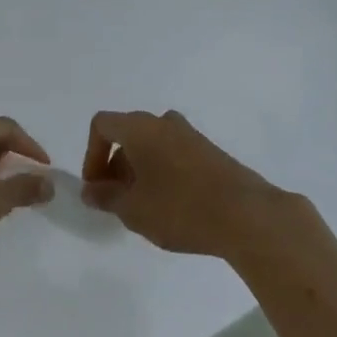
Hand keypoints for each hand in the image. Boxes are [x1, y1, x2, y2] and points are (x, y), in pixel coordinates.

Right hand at [81, 109, 290, 257]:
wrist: (245, 214)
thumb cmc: (179, 207)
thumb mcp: (133, 209)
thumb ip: (106, 197)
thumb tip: (91, 191)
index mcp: (140, 127)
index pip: (102, 125)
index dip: (91, 155)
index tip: (96, 188)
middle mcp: (164, 121)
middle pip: (128, 134)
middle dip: (115, 167)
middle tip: (117, 202)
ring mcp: (190, 135)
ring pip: (152, 145)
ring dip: (139, 171)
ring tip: (144, 209)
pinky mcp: (210, 151)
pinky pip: (173, 154)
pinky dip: (162, 173)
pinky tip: (171, 207)